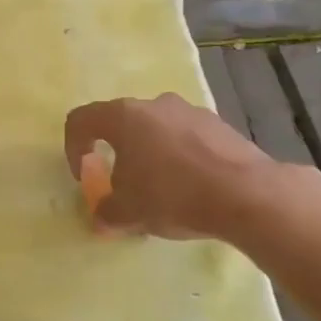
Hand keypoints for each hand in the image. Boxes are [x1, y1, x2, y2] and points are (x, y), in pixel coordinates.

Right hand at [63, 93, 294, 240]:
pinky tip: (193, 187)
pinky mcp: (220, 125)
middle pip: (121, 123)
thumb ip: (106, 212)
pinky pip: (187, 138)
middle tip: (123, 185)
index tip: (85, 177)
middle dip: (116, 153)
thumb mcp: (128, 212)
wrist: (247, 194)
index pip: (81, 120)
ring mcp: (190, 111)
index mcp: (123, 116)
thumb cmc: (173, 195)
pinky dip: (181, 158)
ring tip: (162, 189)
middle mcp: (154, 104)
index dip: (74, 148)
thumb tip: (102, 216)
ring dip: (150, 154)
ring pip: (157, 129)